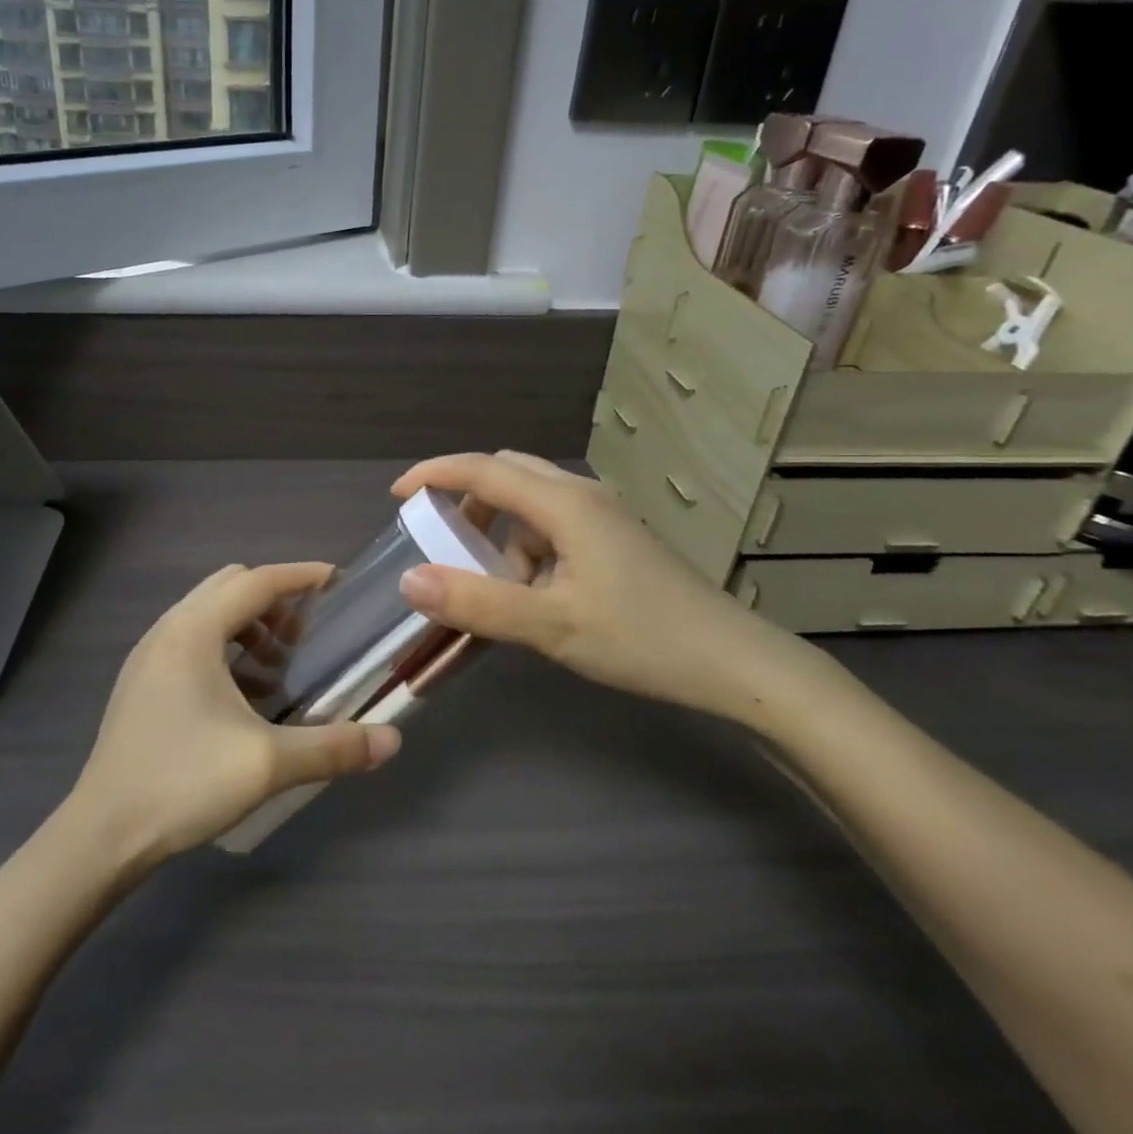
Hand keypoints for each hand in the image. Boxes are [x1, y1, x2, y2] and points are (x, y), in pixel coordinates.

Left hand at [69, 562, 401, 864]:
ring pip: (209, 613)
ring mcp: (150, 655)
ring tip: (278, 669)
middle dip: (274, 601)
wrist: (101, 835)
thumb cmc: (182, 782)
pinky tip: (244, 698)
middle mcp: (169, 629)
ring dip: (249, 626)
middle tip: (307, 635)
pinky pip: (192, 640)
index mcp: (194, 630)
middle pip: (231, 587)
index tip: (338, 582)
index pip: (257, 581)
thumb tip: (391, 741)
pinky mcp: (142, 681)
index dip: (301, 576)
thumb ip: (332, 747)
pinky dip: (226, 648)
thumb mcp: (266, 764)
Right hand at [392, 452, 812, 722]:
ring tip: (484, 579)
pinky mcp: (615, 540)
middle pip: (508, 473)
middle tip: (435, 534)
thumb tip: (409, 580)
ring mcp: (603, 516)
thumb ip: (477, 603)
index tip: (396, 494)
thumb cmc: (642, 639)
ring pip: (531, 502)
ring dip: (497, 529)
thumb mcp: (551, 626)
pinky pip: (553, 526)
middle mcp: (582, 495)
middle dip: (465, 496)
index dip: (435, 474)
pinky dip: (525, 547)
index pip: (484, 469)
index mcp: (564, 504)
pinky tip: (529, 593)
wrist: (736, 664)